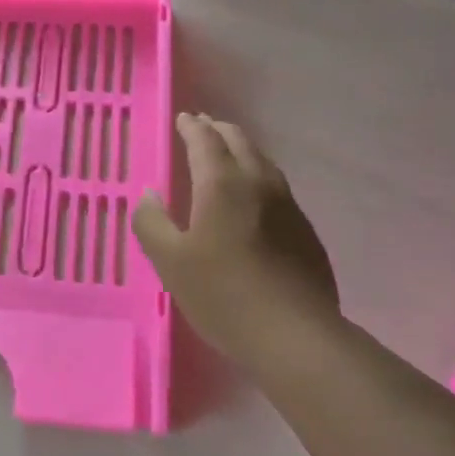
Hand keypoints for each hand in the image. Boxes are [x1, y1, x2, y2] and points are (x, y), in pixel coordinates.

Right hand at [133, 113, 343, 373]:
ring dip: (241, 150)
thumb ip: (151, 222)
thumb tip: (149, 195)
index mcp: (222, 184)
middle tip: (203, 127)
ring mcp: (288, 207)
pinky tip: (254, 199)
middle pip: (239, 142)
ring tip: (228, 154)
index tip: (183, 118)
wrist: (296, 337)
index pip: (205, 141)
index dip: (191, 127)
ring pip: (263, 162)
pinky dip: (258, 177)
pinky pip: (277, 188)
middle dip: (218, 130)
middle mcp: (259, 184)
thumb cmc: (223, 295)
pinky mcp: (305, 232)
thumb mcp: (170, 262)